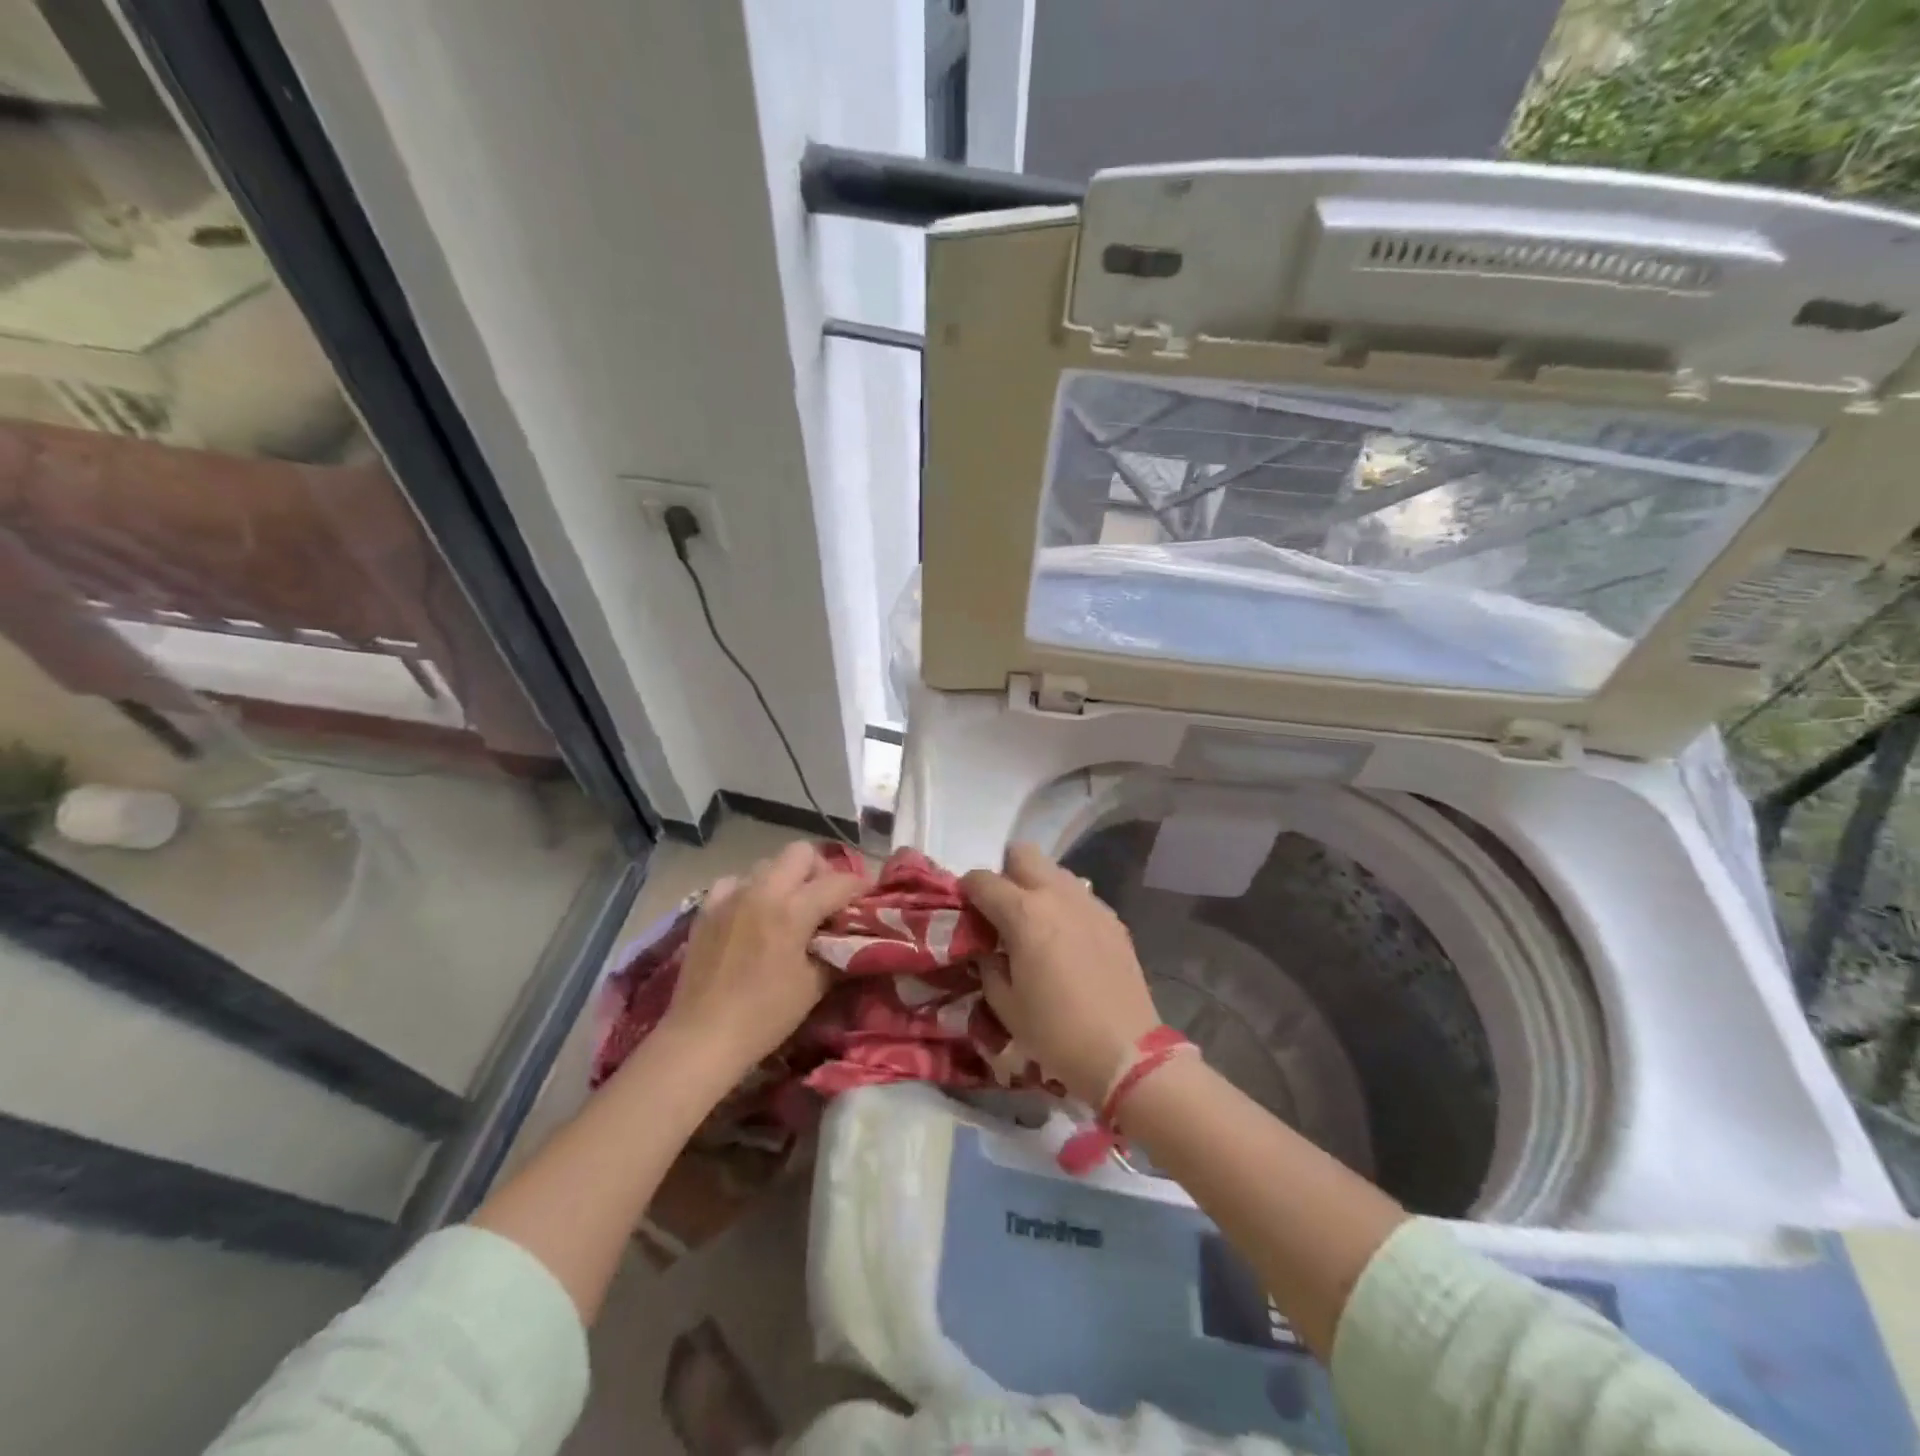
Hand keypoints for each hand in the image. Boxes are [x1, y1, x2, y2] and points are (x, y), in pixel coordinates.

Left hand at [661, 841, 867, 1084]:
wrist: (702, 1037)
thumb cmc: (765, 1015)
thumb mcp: (814, 985)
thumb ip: (836, 951)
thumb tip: (850, 937)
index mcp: (793, 910)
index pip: (839, 882)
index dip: (860, 887)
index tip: (868, 898)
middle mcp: (762, 891)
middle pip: (801, 852)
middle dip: (820, 870)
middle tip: (825, 899)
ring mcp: (731, 896)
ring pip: (768, 864)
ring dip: (785, 879)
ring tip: (788, 908)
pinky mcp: (706, 908)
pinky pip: (735, 882)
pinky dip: (750, 890)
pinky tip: (752, 915)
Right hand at [962, 843, 1159, 1104]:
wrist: (1125, 1052)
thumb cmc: (1055, 1032)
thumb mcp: (1005, 1004)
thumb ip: (988, 965)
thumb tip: (987, 948)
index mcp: (1023, 912)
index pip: (982, 880)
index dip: (967, 891)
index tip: (965, 911)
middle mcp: (1057, 895)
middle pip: (1023, 853)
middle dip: (1005, 873)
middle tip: (1001, 910)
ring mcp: (1090, 903)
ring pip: (1055, 871)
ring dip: (1037, 886)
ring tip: (1035, 924)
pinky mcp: (1112, 919)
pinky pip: (1080, 896)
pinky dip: (1064, 905)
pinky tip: (1066, 940)